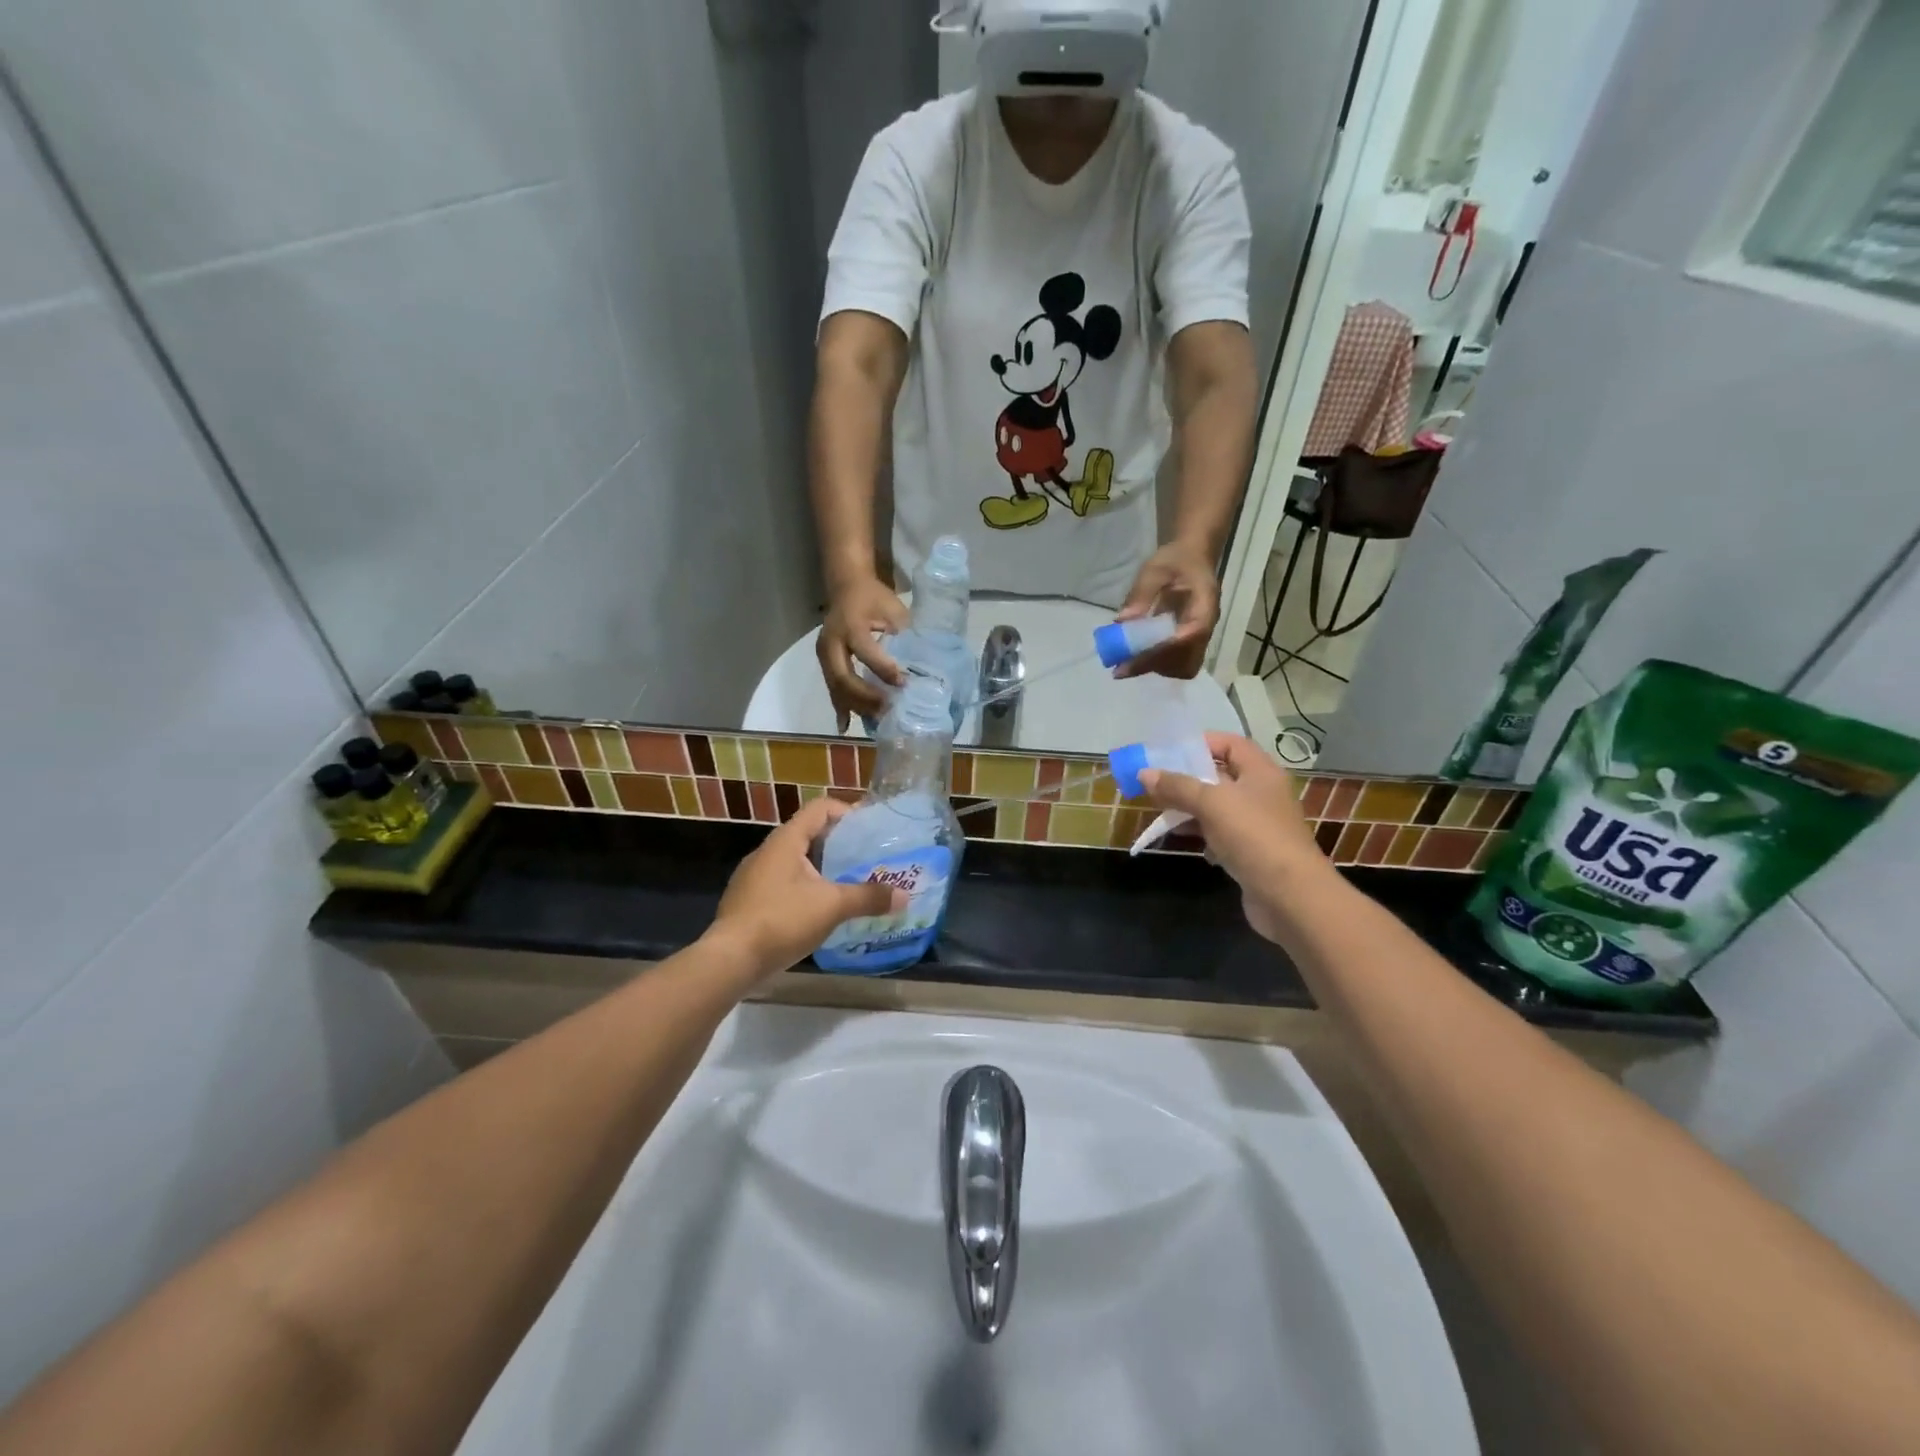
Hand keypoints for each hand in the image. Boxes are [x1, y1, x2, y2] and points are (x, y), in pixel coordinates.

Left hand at [709, 797, 906, 976]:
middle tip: (867, 859)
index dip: (847, 812)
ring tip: (849, 884)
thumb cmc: (782, 920)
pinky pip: (784, 884)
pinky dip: (806, 888)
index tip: (871, 829)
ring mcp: (754, 877)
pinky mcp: (749, 901)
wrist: (730, 959)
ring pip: (796, 862)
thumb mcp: (832, 906)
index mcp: (786, 840)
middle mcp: (767, 851)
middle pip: (809, 834)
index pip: (820, 808)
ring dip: (822, 868)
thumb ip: (868, 897)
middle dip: (839, 844)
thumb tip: (904, 896)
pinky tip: (820, 911)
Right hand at [818, 577, 910, 729]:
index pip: (866, 652)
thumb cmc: (874, 597)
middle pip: (844, 677)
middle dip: (866, 697)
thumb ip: (904, 634)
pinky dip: (840, 707)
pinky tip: (845, 726)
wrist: (847, 586)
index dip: (884, 670)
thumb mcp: (893, 609)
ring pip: (836, 687)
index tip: (904, 684)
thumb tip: (922, 666)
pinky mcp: (824, 662)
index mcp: (851, 625)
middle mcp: (832, 641)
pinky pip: (831, 688)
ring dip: (856, 706)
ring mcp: (823, 654)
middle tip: (888, 710)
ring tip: (878, 719)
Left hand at [1115, 541, 1218, 679]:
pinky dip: (1158, 665)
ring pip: (1184, 667)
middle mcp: (1207, 626)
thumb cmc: (1176, 559)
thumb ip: (1141, 593)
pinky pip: (1178, 664)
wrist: (1192, 558)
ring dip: (1156, 668)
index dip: (1166, 648)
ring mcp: (1200, 637)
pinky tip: (1136, 658)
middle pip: (1189, 660)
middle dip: (1156, 665)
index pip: (1192, 633)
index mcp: (1205, 604)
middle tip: (1122, 666)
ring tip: (1126, 664)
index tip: (1136, 656)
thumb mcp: (1156, 568)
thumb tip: (1123, 621)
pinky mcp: (1190, 643)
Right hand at [1139, 734, 1332, 944]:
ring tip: (1163, 813)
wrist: (1290, 897)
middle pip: (1221, 776)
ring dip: (1192, 809)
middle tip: (1156, 783)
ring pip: (1218, 808)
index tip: (1170, 752)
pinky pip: (1223, 836)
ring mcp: (1259, 825)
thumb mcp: (1211, 803)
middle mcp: (1262, 794)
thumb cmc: (1253, 836)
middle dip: (1188, 779)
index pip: (1231, 744)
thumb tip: (1145, 773)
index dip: (1202, 743)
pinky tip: (1190, 844)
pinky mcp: (1253, 853)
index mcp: (1260, 772)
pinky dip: (1205, 837)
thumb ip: (1177, 786)